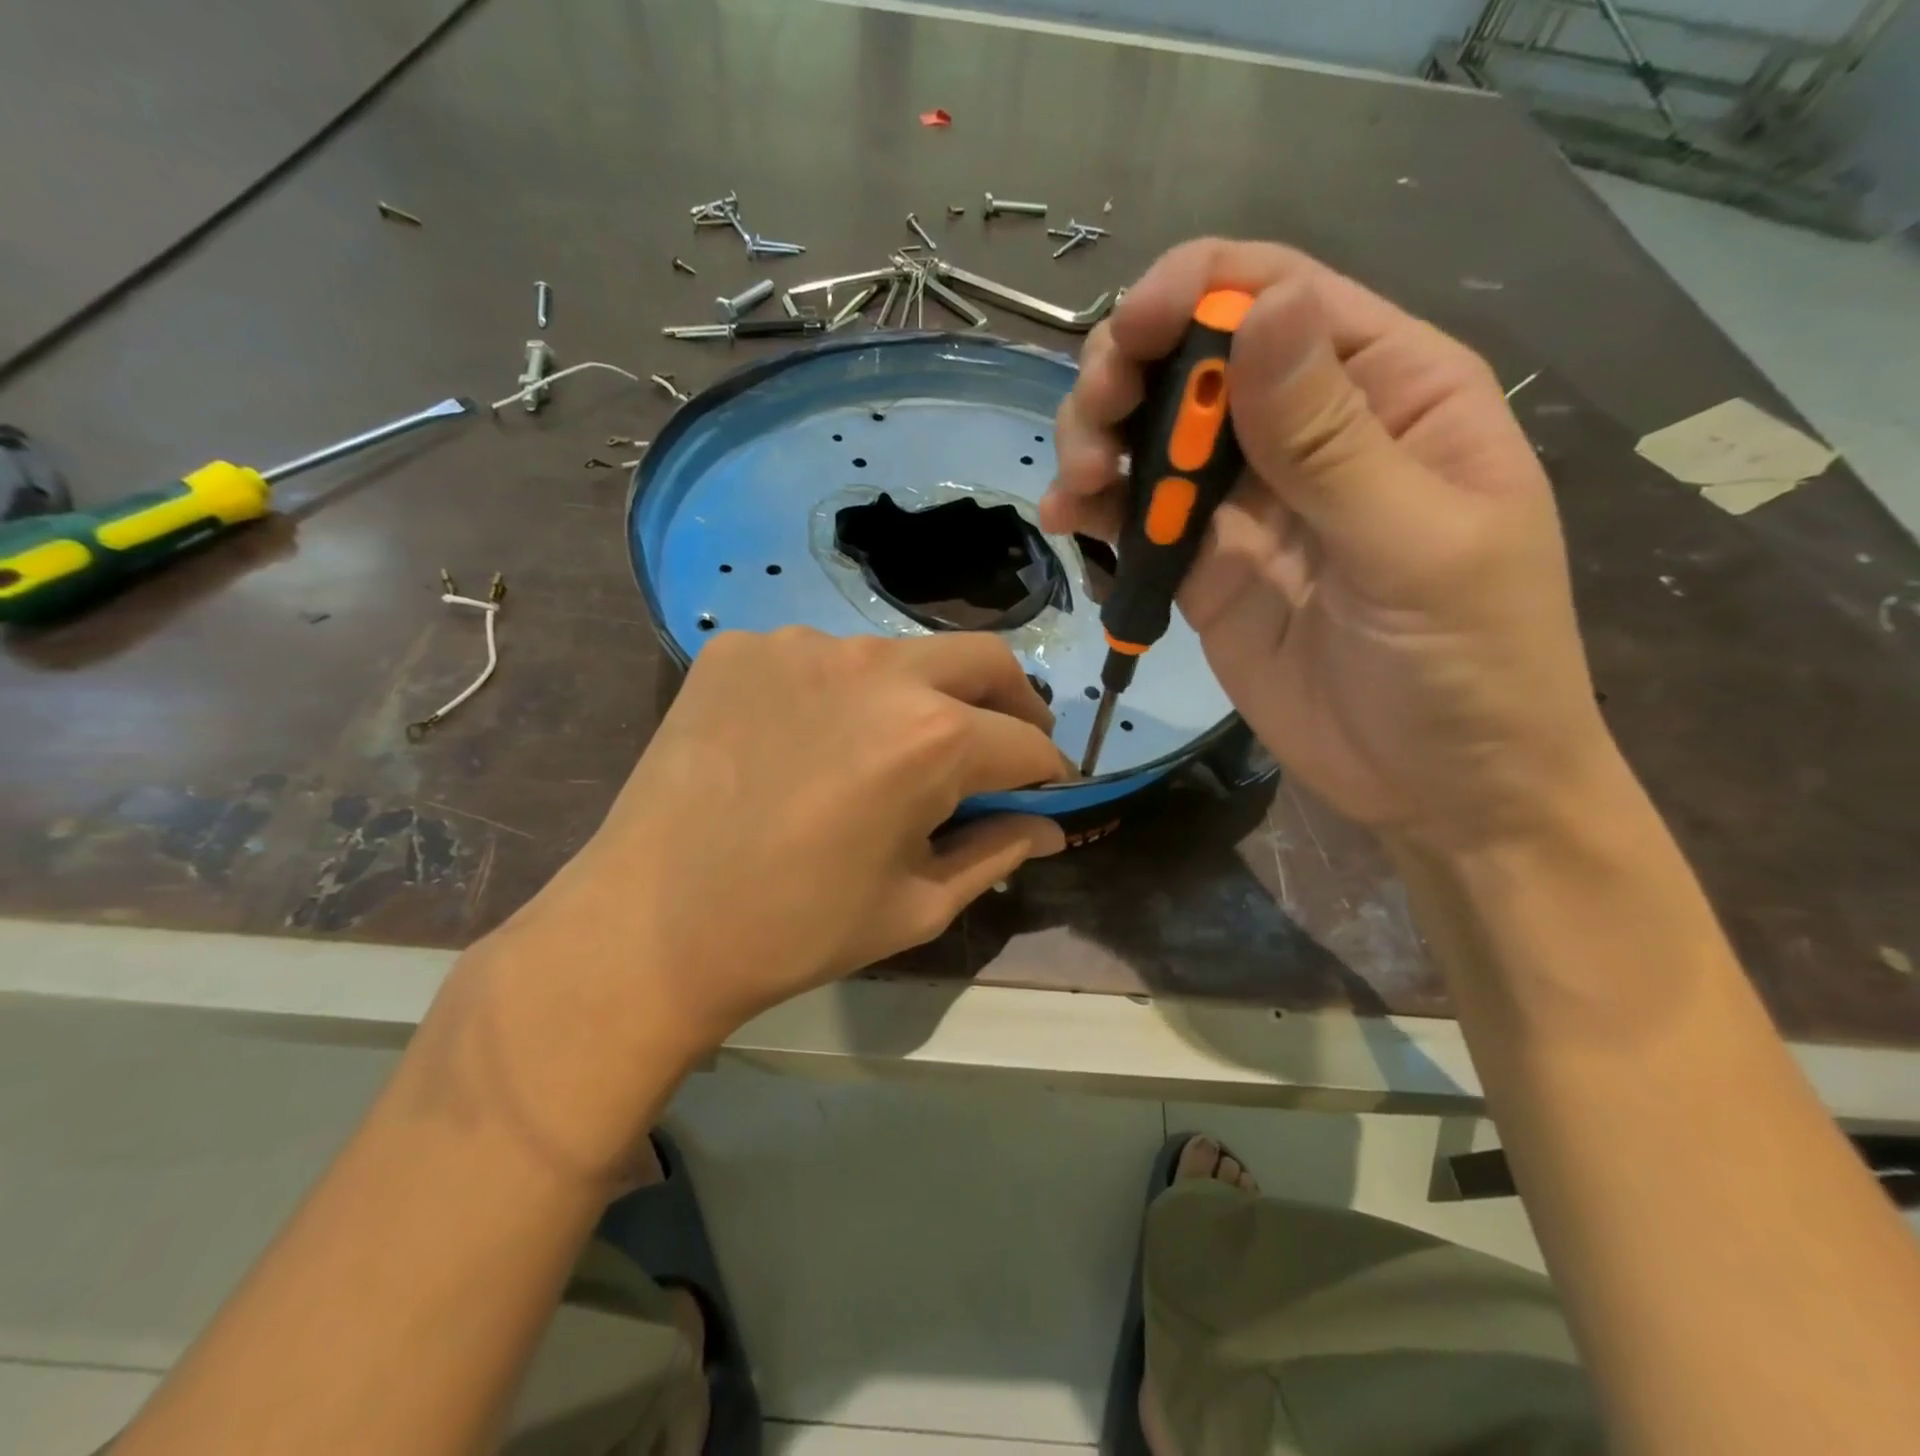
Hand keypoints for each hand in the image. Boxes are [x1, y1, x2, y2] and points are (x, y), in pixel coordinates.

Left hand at [484, 628, 1068, 1061]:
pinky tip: (809, 739)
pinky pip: (820, 658)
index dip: (1047, 771)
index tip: (1044, 791)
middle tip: (1000, 747)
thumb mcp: (916, 905)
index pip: (1026, 741)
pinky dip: (840, 693)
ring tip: (892, 748)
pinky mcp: (742, 646)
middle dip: (1012, 704)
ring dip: (922, 695)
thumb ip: (998, 853)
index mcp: (931, 737)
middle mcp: (877, 667)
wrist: (649, 927)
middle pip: (984, 661)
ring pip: (900, 654)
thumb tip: (1049, 826)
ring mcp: (802, 645)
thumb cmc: (797, 930)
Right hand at [1043, 239, 1615, 851]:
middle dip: (1126, 372)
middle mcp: (1307, 431)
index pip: (1279, 297)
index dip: (1194, 293)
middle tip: (1092, 430)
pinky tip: (1070, 522)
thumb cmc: (1470, 666)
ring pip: (1152, 434)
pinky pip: (1138, 518)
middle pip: (1193, 358)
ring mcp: (1247, 503)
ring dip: (1097, 439)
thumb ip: (1332, 439)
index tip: (1128, 336)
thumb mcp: (1416, 548)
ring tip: (1077, 489)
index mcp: (1389, 392)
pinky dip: (1097, 510)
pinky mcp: (1203, 567)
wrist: (1437, 787)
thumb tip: (1261, 307)